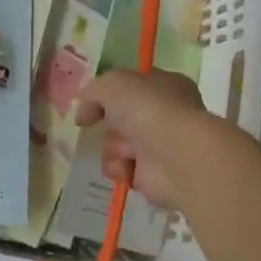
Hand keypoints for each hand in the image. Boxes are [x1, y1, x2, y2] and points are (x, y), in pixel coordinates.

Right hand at [75, 69, 213, 211]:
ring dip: (113, 148)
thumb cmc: (149, 109)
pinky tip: (128, 167)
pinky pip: (123, 170)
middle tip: (112, 126)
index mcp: (164, 85)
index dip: (111, 93)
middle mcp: (165, 114)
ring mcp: (161, 146)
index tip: (92, 102)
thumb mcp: (112, 84)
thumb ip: (92, 92)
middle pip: (121, 119)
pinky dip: (120, 169)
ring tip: (125, 151)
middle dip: (110, 125)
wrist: (175, 154)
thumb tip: (84, 114)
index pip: (133, 86)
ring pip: (118, 144)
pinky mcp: (154, 175)